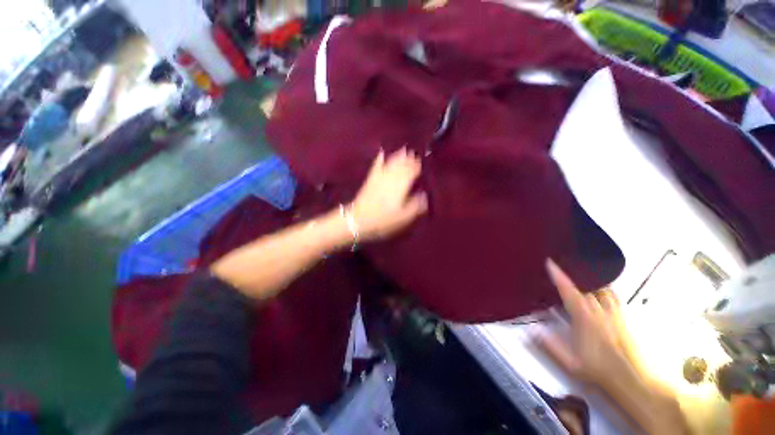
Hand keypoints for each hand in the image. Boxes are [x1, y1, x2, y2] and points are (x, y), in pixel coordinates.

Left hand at [351, 148, 427, 240]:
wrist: (360, 218)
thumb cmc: (384, 219)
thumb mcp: (404, 216)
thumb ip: (416, 205)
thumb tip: (424, 195)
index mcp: (401, 185)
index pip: (411, 171)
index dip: (417, 166)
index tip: (421, 163)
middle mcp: (392, 177)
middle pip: (402, 165)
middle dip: (409, 159)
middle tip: (414, 155)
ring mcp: (380, 176)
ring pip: (391, 162)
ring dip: (398, 156)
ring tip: (404, 151)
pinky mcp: (371, 178)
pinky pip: (377, 165)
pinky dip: (380, 158)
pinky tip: (382, 153)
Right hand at [537, 259, 632, 386]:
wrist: (634, 380)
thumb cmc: (600, 370)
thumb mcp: (570, 362)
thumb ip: (550, 345)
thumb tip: (531, 329)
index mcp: (584, 317)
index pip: (569, 291)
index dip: (558, 275)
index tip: (550, 262)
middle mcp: (599, 310)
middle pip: (585, 287)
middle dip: (572, 276)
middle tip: (561, 268)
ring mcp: (614, 312)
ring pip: (601, 288)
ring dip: (589, 281)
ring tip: (580, 276)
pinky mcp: (624, 317)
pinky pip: (613, 296)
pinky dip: (605, 288)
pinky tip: (601, 290)